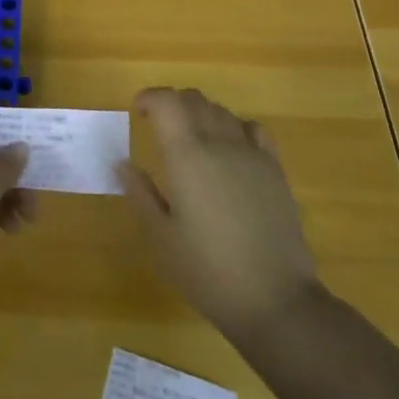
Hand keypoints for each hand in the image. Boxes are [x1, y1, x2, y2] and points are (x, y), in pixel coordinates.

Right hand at [119, 88, 322, 341]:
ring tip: (190, 138)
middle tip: (158, 125)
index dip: (150, 98)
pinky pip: (253, 129)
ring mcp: (252, 154)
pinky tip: (230, 150)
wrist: (275, 300)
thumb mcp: (162, 237)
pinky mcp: (275, 170)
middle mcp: (220, 143)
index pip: (167, 102)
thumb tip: (123, 164)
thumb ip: (141, 193)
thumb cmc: (208, 272)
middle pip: (195, 99)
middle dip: (172, 103)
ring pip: (222, 111)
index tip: (137, 111)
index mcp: (187, 156)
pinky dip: (234, 127)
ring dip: (201, 113)